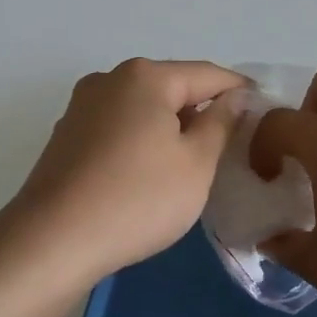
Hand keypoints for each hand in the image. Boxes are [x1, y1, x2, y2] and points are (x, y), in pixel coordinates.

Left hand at [0, 59, 246, 285]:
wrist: (52, 242)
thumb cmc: (138, 199)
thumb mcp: (196, 163)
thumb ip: (221, 123)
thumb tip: (234, 97)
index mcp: (145, 76)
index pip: (209, 75)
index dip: (240, 93)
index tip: (264, 116)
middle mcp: (109, 79)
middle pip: (172, 88)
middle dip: (202, 112)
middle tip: (228, 150)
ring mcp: (81, 107)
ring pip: (143, 109)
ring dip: (170, 129)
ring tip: (189, 167)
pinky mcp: (65, 136)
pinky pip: (118, 128)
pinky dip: (141, 143)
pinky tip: (147, 176)